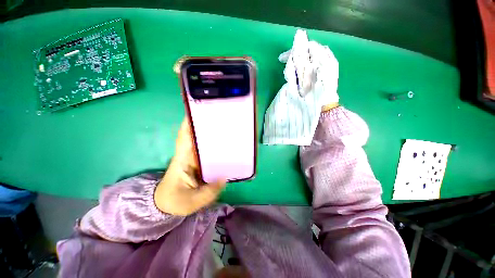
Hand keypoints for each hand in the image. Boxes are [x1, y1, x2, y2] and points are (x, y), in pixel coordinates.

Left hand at [154, 119, 225, 215]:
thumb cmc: (175, 201)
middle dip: (203, 123)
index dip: (189, 123)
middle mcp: (187, 154)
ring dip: (208, 131)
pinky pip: (204, 148)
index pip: (184, 136)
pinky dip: (211, 142)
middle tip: (219, 116)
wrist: (166, 203)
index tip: (198, 110)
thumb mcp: (192, 201)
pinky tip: (223, 141)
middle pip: (194, 134)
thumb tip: (226, 177)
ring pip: (199, 140)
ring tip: (224, 125)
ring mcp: (192, 156)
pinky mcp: (196, 160)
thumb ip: (209, 191)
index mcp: (183, 159)